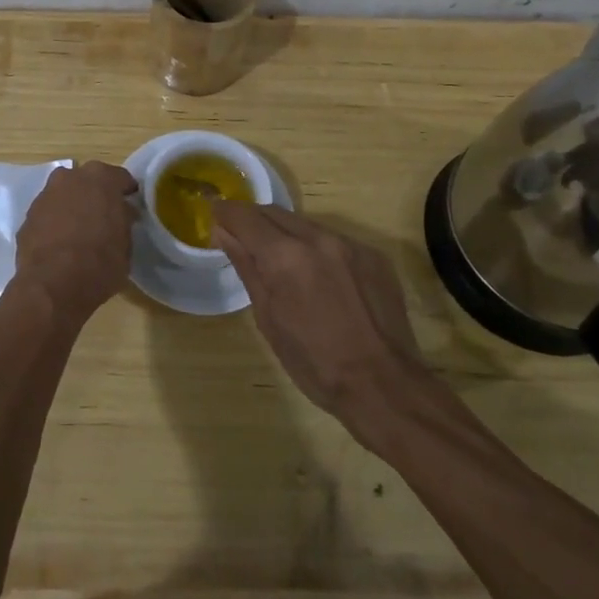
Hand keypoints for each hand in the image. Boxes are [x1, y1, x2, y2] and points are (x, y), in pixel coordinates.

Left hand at [11, 161, 137, 325]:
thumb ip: (123, 221)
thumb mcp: (126, 244)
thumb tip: (121, 215)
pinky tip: (60, 244)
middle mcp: (70, 177)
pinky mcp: (27, 216)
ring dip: (72, 207)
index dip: (126, 193)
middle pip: (87, 181)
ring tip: (80, 232)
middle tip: (104, 217)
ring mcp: (45, 195)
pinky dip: (54, 223)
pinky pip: (48, 214)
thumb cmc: (100, 262)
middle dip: (96, 195)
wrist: (53, 284)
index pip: (120, 178)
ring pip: (64, 195)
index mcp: (100, 178)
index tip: (130, 207)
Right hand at [210, 202, 433, 435]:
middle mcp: (318, 238)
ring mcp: (350, 244)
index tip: (213, 213)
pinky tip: (318, 276)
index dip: (225, 212)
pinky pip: (334, 241)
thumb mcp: (268, 319)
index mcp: (286, 256)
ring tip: (279, 260)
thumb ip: (246, 267)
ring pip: (305, 225)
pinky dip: (316, 249)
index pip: (246, 217)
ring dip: (286, 234)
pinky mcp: (373, 255)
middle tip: (240, 235)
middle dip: (253, 220)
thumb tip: (223, 232)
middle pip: (275, 213)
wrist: (385, 386)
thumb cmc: (315, 363)